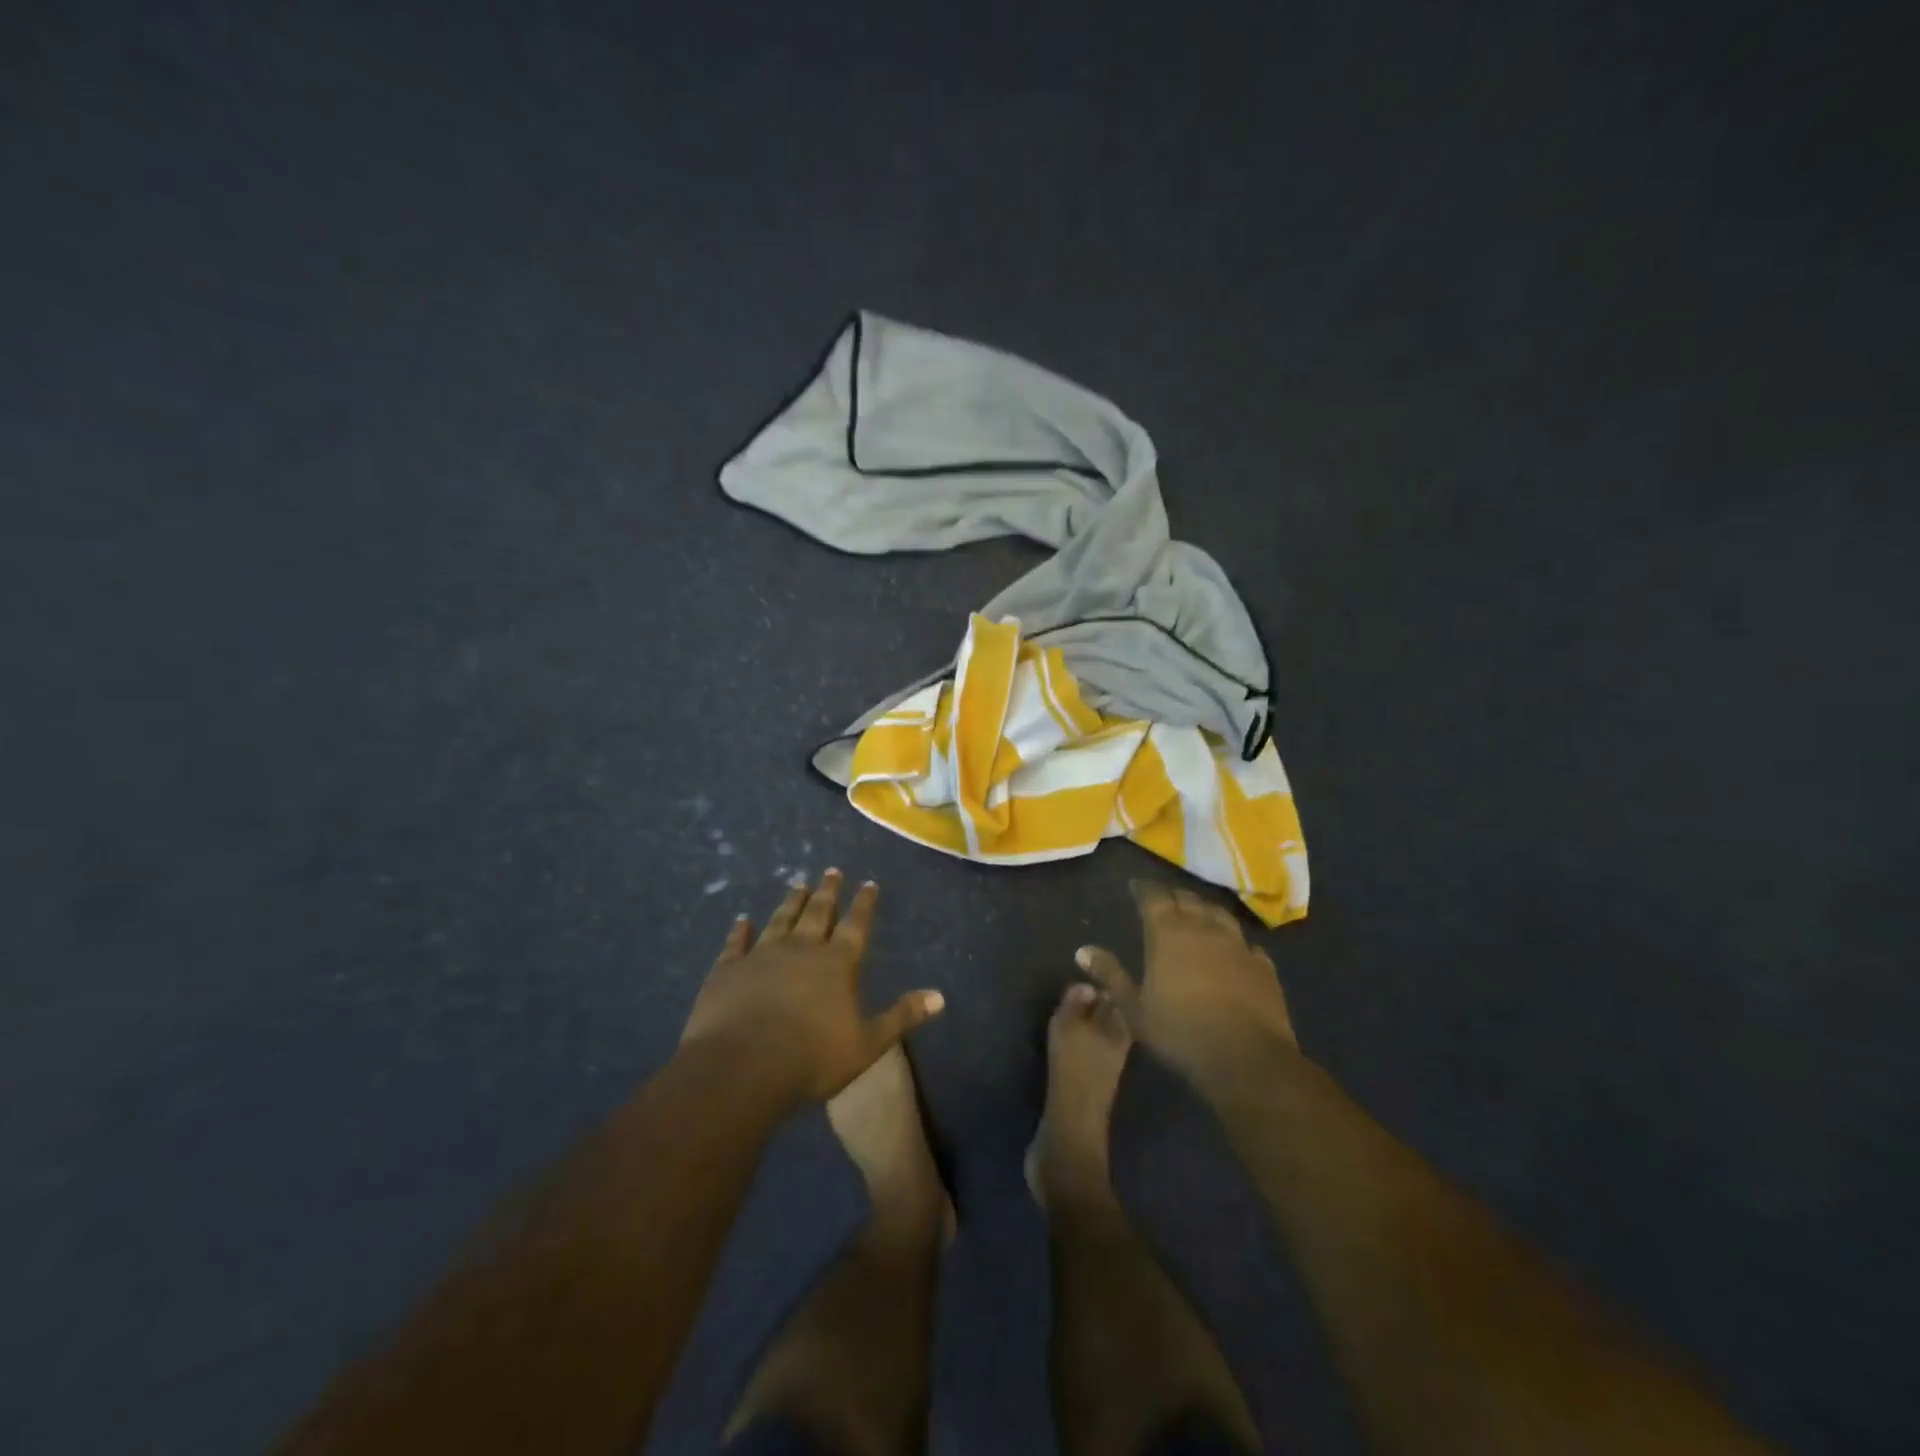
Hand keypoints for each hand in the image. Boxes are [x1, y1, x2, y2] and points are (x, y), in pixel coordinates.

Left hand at [678, 871, 945, 1104]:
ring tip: (798, 884)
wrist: (741, 1067)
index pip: (856, 925)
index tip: (868, 883)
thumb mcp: (867, 1043)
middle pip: (818, 913)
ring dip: (791, 902)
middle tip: (832, 871)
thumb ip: (901, 1017)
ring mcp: (762, 955)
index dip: (864, 904)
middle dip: (828, 891)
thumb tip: (940, 996)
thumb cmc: (811, 1058)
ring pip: (781, 920)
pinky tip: (742, 920)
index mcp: (837, 964)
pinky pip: (736, 943)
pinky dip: (740, 930)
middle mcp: (801, 949)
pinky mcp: (728, 969)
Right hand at [1077, 880, 1298, 1097]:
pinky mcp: (1263, 965)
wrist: (1246, 1058)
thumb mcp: (1134, 1008)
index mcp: (1167, 933)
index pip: (1153, 897)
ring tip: (1198, 913)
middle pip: (1187, 900)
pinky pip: (1247, 943)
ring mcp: (1238, 945)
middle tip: (1164, 899)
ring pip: (1219, 915)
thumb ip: (1110, 975)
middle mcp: (1203, 928)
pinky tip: (1234, 949)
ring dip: (1205, 910)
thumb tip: (1083, 950)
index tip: (1135, 886)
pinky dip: (1235, 941)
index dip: (1143, 889)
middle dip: (1174, 896)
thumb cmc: (1180, 1032)